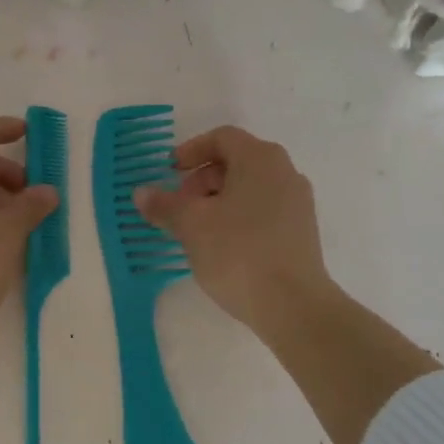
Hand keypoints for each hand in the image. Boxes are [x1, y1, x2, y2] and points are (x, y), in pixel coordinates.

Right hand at [134, 126, 335, 330]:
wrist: (293, 305)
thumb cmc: (238, 252)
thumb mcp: (191, 226)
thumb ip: (164, 205)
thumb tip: (141, 193)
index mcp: (260, 158)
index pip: (222, 137)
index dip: (191, 150)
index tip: (170, 172)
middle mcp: (285, 172)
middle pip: (237, 161)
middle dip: (202, 179)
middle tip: (180, 206)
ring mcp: (298, 202)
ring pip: (251, 188)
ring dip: (219, 200)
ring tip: (197, 230)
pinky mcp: (302, 231)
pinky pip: (265, 210)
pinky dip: (239, 216)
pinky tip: (222, 246)